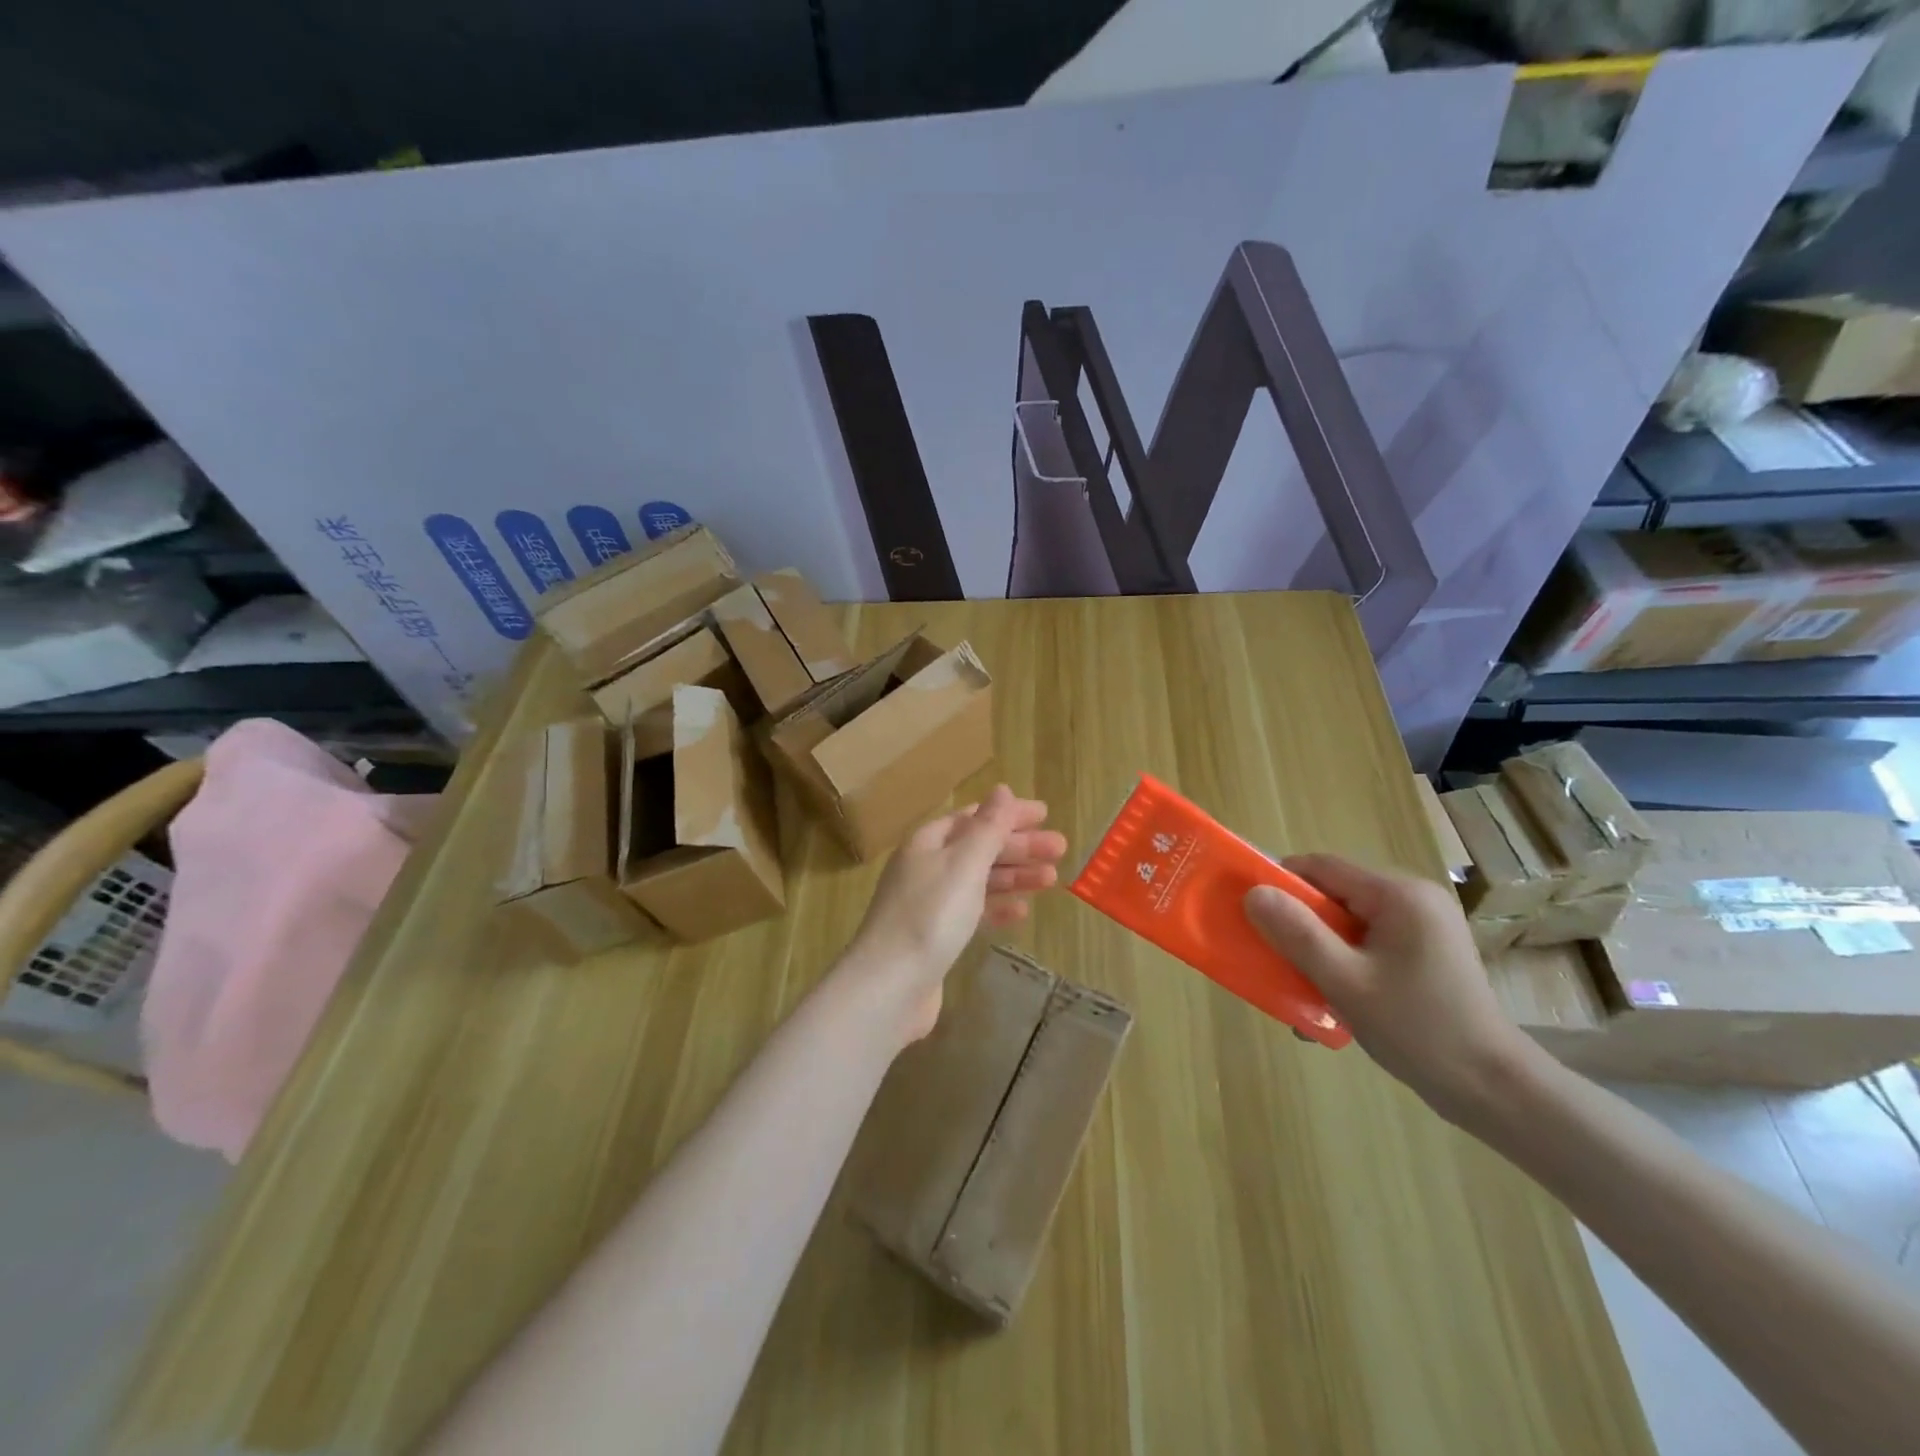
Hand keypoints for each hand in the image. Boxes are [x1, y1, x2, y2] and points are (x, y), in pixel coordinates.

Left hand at [842, 785, 1066, 1047]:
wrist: (890, 986)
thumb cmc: (930, 915)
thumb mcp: (964, 864)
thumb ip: (987, 827)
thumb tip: (1002, 789)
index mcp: (927, 843)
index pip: (972, 817)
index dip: (1008, 814)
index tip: (1045, 815)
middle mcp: (925, 868)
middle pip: (978, 848)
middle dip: (1019, 846)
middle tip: (1060, 848)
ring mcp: (928, 904)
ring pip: (978, 880)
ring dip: (1014, 876)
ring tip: (1052, 879)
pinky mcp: (935, 937)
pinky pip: (972, 912)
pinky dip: (997, 907)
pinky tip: (1021, 911)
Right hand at [1243, 854, 1537, 1125]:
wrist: (1494, 1090)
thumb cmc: (1418, 1030)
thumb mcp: (1345, 982)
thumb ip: (1297, 934)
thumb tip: (1253, 893)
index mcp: (1398, 895)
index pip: (1321, 867)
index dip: (1281, 885)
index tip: (1253, 917)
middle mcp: (1414, 899)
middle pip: (1334, 894)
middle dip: (1300, 926)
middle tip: (1277, 962)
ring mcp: (1424, 926)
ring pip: (1348, 922)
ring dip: (1319, 950)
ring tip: (1305, 990)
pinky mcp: (1426, 951)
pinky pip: (1368, 942)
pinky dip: (1344, 962)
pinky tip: (1336, 1000)